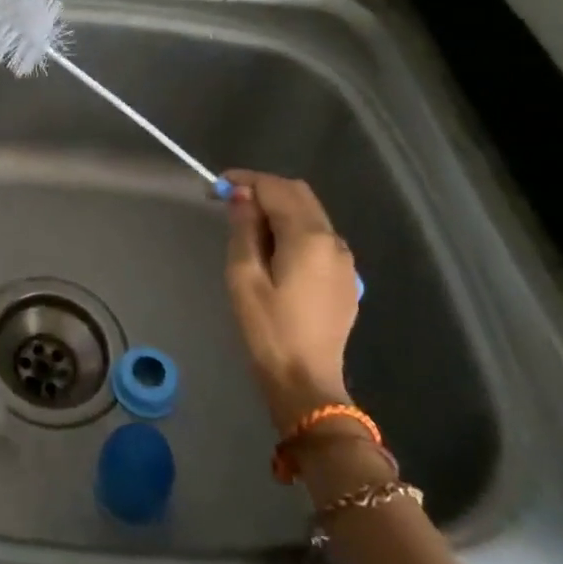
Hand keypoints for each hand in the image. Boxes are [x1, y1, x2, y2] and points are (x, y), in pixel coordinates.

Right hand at [222, 170, 359, 432]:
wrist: (306, 383)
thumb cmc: (268, 330)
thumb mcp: (243, 276)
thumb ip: (244, 229)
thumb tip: (243, 196)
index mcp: (308, 237)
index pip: (276, 189)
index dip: (245, 180)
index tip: (216, 185)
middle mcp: (333, 241)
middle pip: (298, 195)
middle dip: (264, 190)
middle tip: (230, 201)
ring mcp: (344, 260)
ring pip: (311, 214)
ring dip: (279, 208)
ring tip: (247, 225)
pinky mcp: (346, 279)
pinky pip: (319, 237)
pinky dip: (294, 228)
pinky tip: (273, 249)